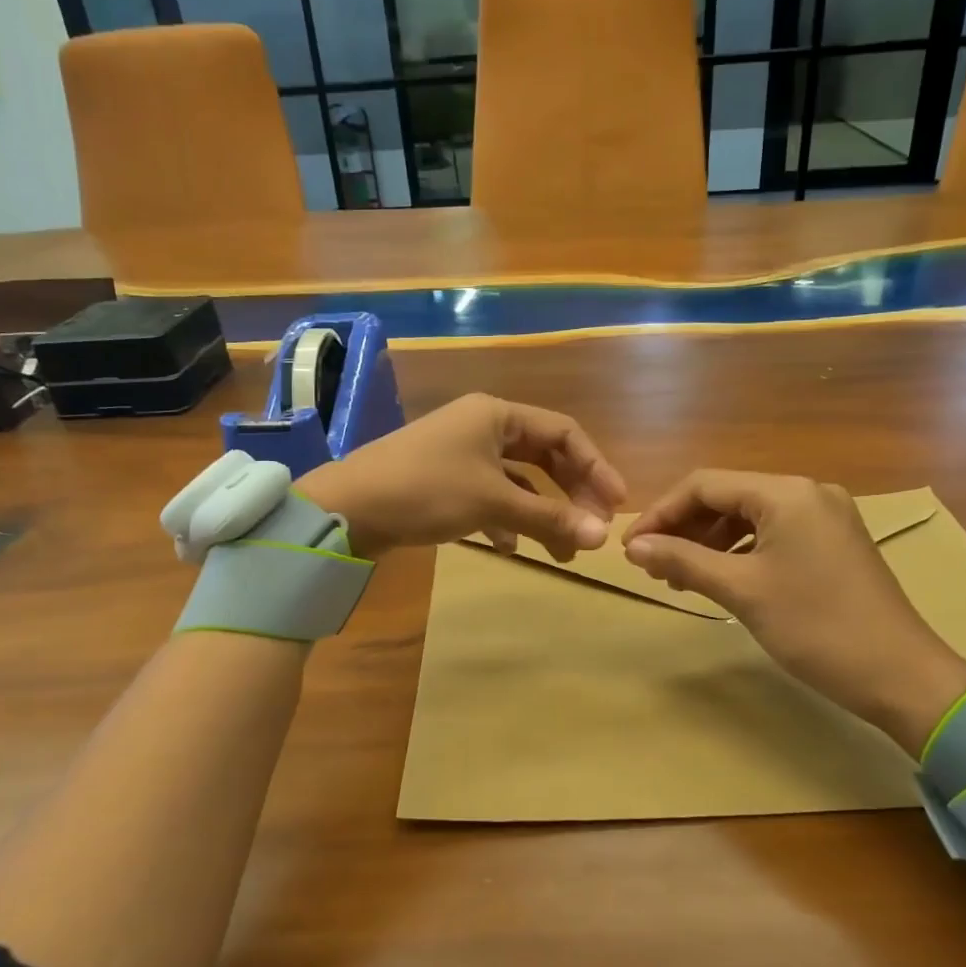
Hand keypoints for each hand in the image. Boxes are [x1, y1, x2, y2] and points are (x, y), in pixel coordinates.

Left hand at [298, 394, 626, 560]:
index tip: (617, 505)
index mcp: (496, 414)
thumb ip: (550, 518)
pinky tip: (510, 549)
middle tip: (594, 529)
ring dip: (541, 513)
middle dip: (571, 493)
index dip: (596, 467)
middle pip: (543, 456)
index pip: (564, 433)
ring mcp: (461, 454)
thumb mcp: (492, 502)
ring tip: (563, 552)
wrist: (347, 508)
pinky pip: (490, 496)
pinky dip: (506, 520)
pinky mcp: (444, 481)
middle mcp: (481, 426)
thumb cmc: (426, 490)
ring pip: (517, 481)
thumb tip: (602, 539)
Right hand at [621, 471, 965, 754]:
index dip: (661, 513)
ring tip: (679, 577)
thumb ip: (683, 560)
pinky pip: (773, 533)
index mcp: (786, 493)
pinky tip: (719, 577)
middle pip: (727, 497)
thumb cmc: (816, 627)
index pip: (705, 485)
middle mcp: (807, 492)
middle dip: (684, 528)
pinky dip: (739, 551)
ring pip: (748, 517)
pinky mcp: (833, 542)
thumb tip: (633, 546)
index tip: (631, 548)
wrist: (901, 676)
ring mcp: (825, 516)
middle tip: (652, 566)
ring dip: (709, 542)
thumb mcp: (742, 590)